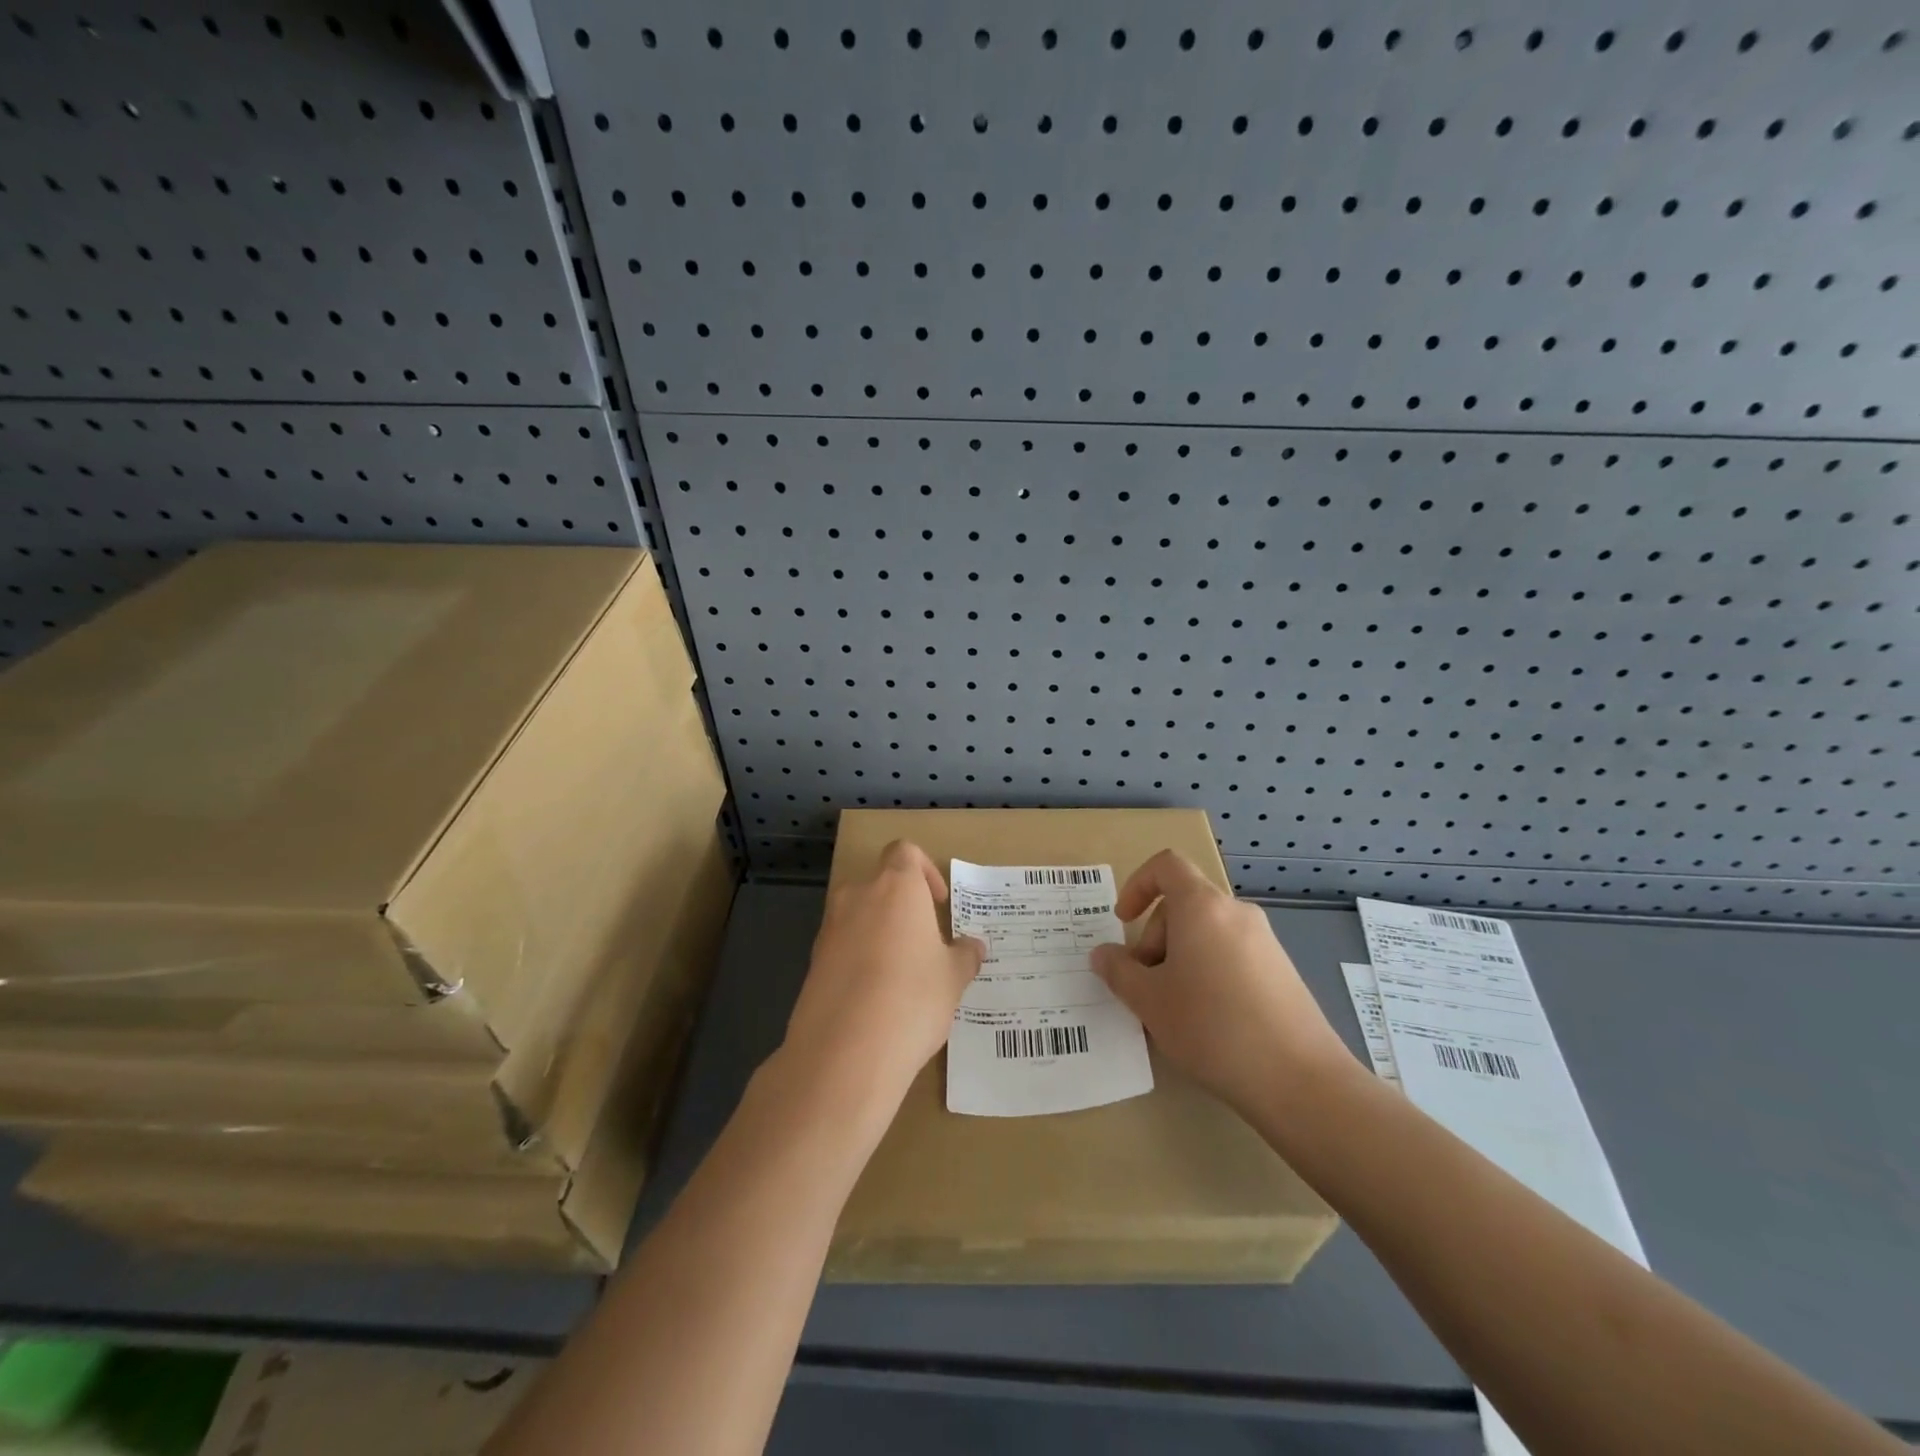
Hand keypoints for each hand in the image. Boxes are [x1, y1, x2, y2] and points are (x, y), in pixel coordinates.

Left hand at [781, 840, 985, 1119]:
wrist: (845, 1052)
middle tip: (923, 942)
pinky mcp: (813, 963)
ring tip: (901, 975)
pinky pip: (842, 948)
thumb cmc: (913, 998)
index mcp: (896, 886)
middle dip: (901, 907)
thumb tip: (974, 946)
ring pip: (858, 917)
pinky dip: (858, 961)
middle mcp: (858, 896)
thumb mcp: (952, 978)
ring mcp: (830, 929)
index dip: (924, 870)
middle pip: (879, 884)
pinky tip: (876, 999)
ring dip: (878, 934)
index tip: (938, 903)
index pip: (904, 851)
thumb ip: (964, 956)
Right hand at [1091, 850, 1351, 1118]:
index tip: (1123, 922)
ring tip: (1173, 1010)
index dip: (1137, 885)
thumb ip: (1118, 971)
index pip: (1166, 866)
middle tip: (1145, 986)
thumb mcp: (1149, 1001)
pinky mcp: (1282, 971)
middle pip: (1183, 904)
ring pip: (1206, 933)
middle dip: (1154, 938)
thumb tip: (1104, 955)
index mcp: (1202, 907)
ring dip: (1179, 960)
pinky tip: (1208, 1022)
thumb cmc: (1211, 1027)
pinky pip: (1231, 955)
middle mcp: (1236, 913)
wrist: (1299, 1080)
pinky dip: (1208, 973)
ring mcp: (1265, 942)